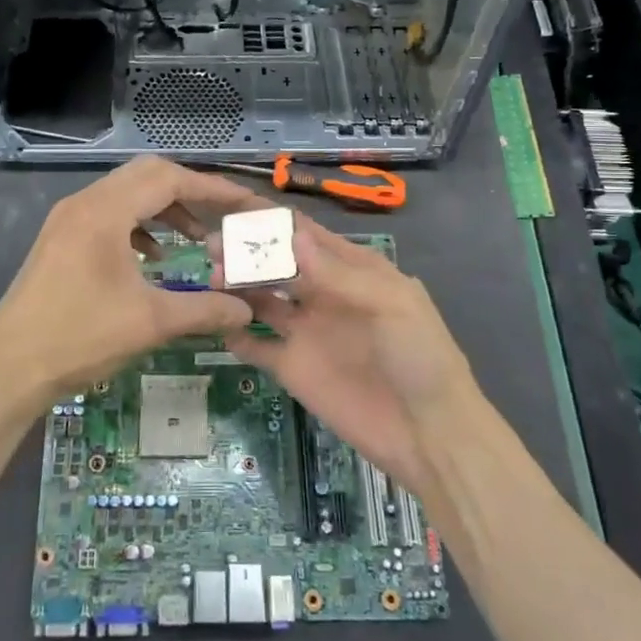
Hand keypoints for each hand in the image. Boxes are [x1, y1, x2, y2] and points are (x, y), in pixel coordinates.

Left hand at [0, 157, 260, 415]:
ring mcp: (66, 220)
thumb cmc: (79, 338)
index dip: (213, 188)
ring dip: (163, 209)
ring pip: (126, 194)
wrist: (8, 370)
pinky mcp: (59, 240)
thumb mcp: (150, 323)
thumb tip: (246, 311)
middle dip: (189, 192)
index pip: (169, 179)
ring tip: (195, 239)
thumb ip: (204, 310)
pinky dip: (138, 226)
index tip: (246, 203)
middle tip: (222, 216)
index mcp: (104, 211)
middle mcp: (83, 203)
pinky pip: (108, 214)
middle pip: (147, 176)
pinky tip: (152, 258)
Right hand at [219, 215, 484, 495]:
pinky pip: (256, 345)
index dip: (274, 221)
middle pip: (277, 263)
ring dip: (236, 286)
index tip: (235, 206)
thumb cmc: (420, 358)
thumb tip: (290, 236)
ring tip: (210, 278)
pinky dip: (235, 333)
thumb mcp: (389, 304)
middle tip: (211, 244)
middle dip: (246, 251)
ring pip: (261, 298)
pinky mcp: (291, 368)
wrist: (429, 434)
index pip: (306, 235)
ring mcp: (306, 331)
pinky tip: (215, 321)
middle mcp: (324, 294)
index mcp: (353, 270)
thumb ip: (338, 273)